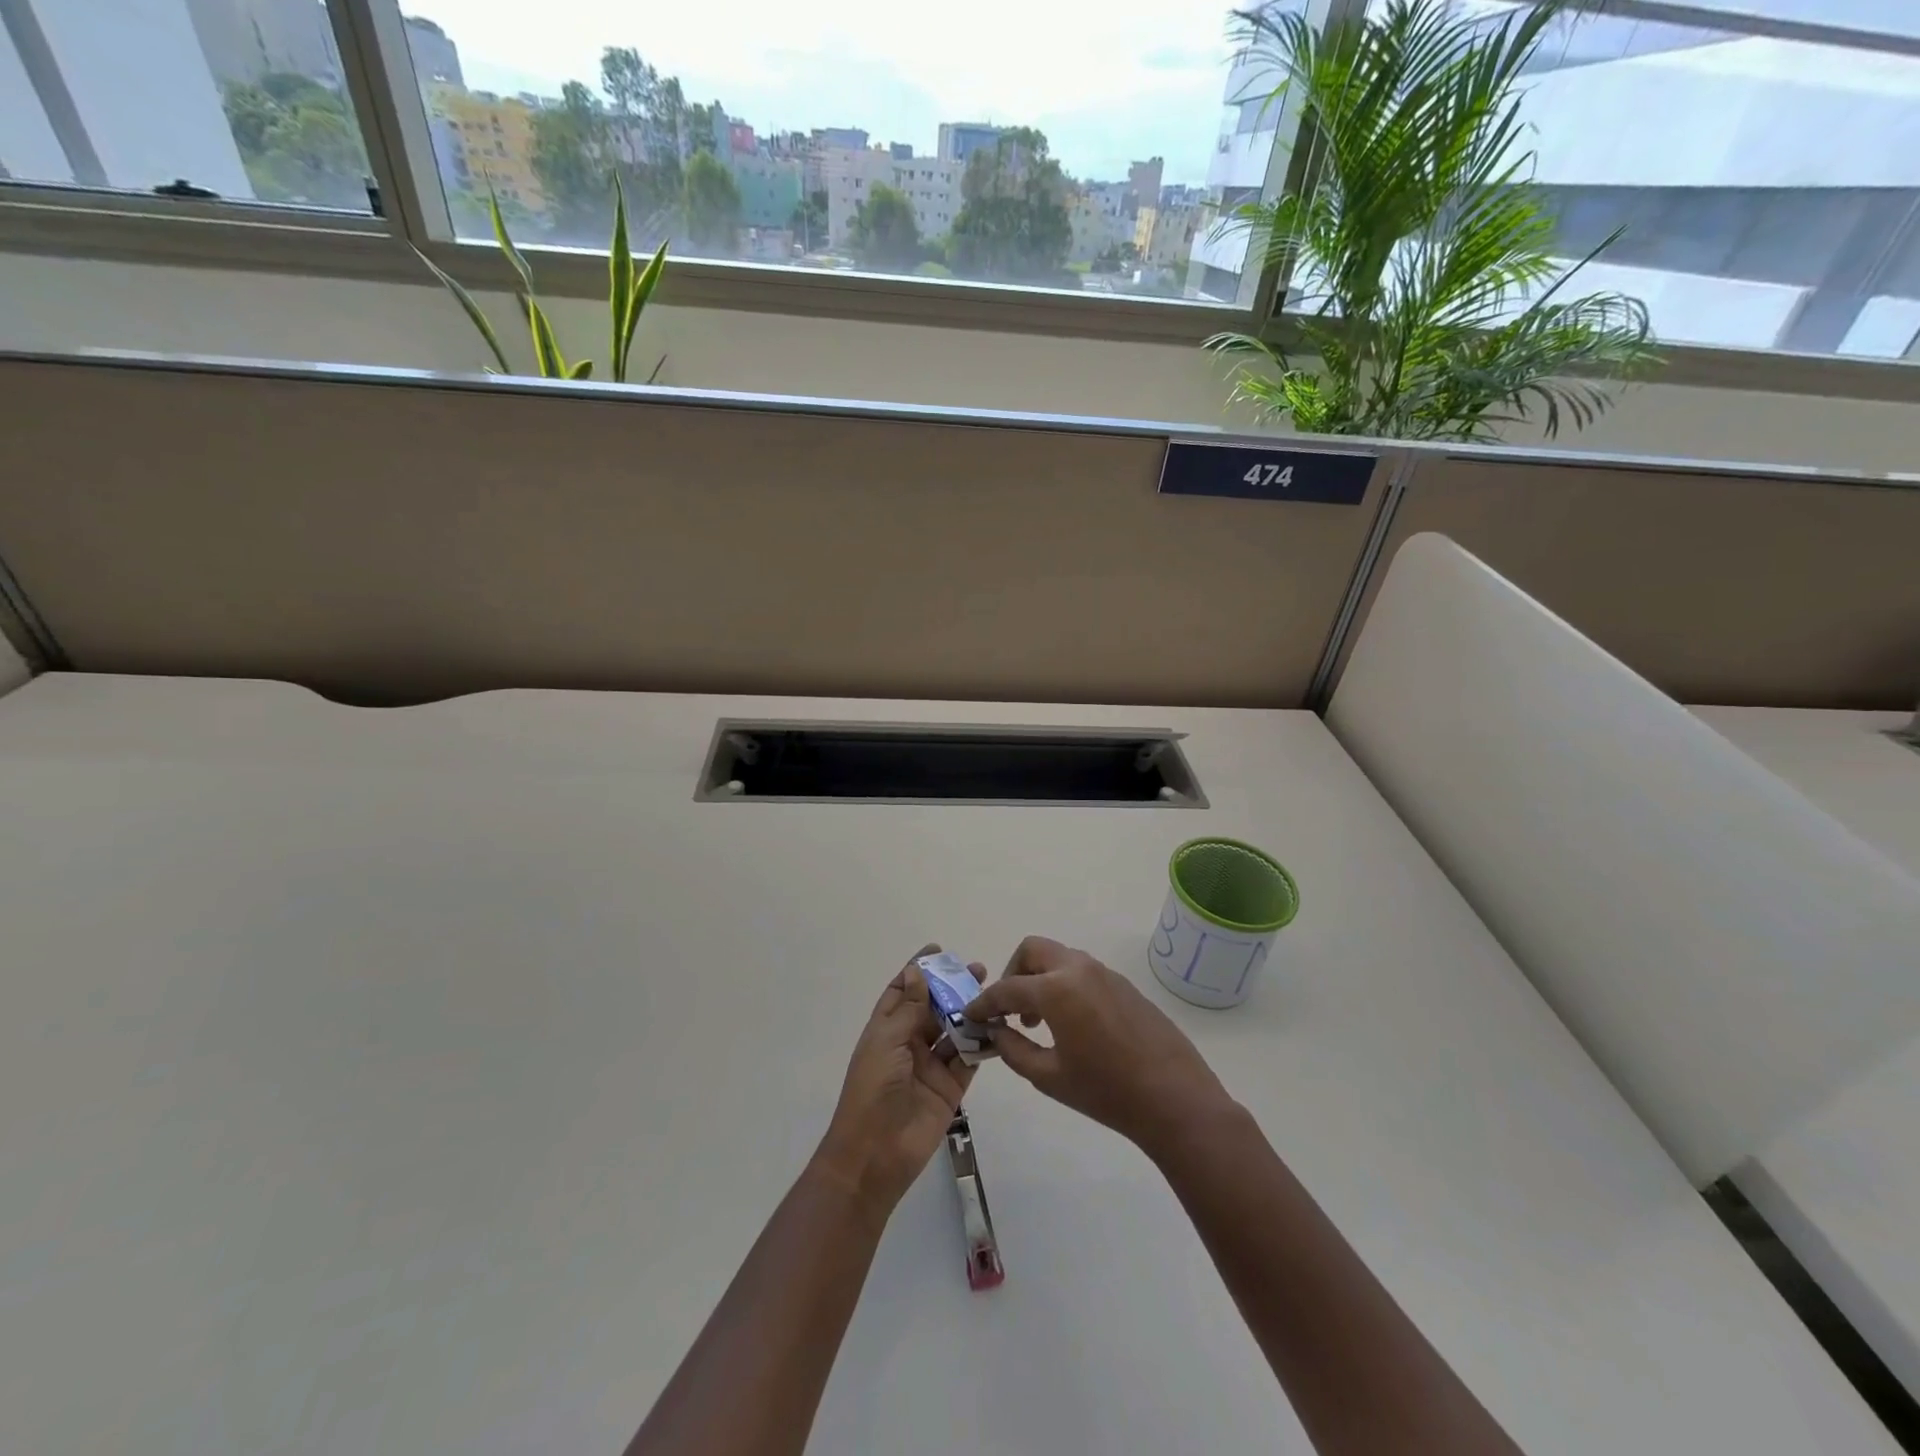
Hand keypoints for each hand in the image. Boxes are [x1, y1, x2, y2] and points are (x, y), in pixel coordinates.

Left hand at [813, 945, 978, 1219]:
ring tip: (993, 994)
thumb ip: (909, 1009)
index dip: (918, 971)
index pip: (903, 992)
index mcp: (886, 1030)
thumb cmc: (872, 1090)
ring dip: (971, 1012)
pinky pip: (969, 1059)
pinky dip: (983, 1043)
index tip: (938, 951)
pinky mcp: (950, 1087)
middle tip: (978, 970)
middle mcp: (908, 1044)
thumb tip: (918, 972)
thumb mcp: (886, 1042)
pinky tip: (998, 1026)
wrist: (875, 1154)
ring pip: (954, 1031)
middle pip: (934, 1008)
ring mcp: (930, 1066)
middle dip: (953, 988)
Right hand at [965, 935, 1232, 1158]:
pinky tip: (1071, 1024)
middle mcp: (1079, 969)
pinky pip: (1082, 972)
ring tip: (1038, 1021)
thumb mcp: (1049, 1077)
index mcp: (1057, 988)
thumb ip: (1014, 1050)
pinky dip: (1064, 985)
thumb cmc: (1107, 1092)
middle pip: (1033, 950)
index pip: (1007, 988)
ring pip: (1060, 958)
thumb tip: (996, 1032)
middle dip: (1013, 973)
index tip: (970, 1015)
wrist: (1175, 1099)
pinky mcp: (1124, 985)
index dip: (984, 1003)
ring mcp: (1106, 973)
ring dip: (1040, 978)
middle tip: (1009, 1009)